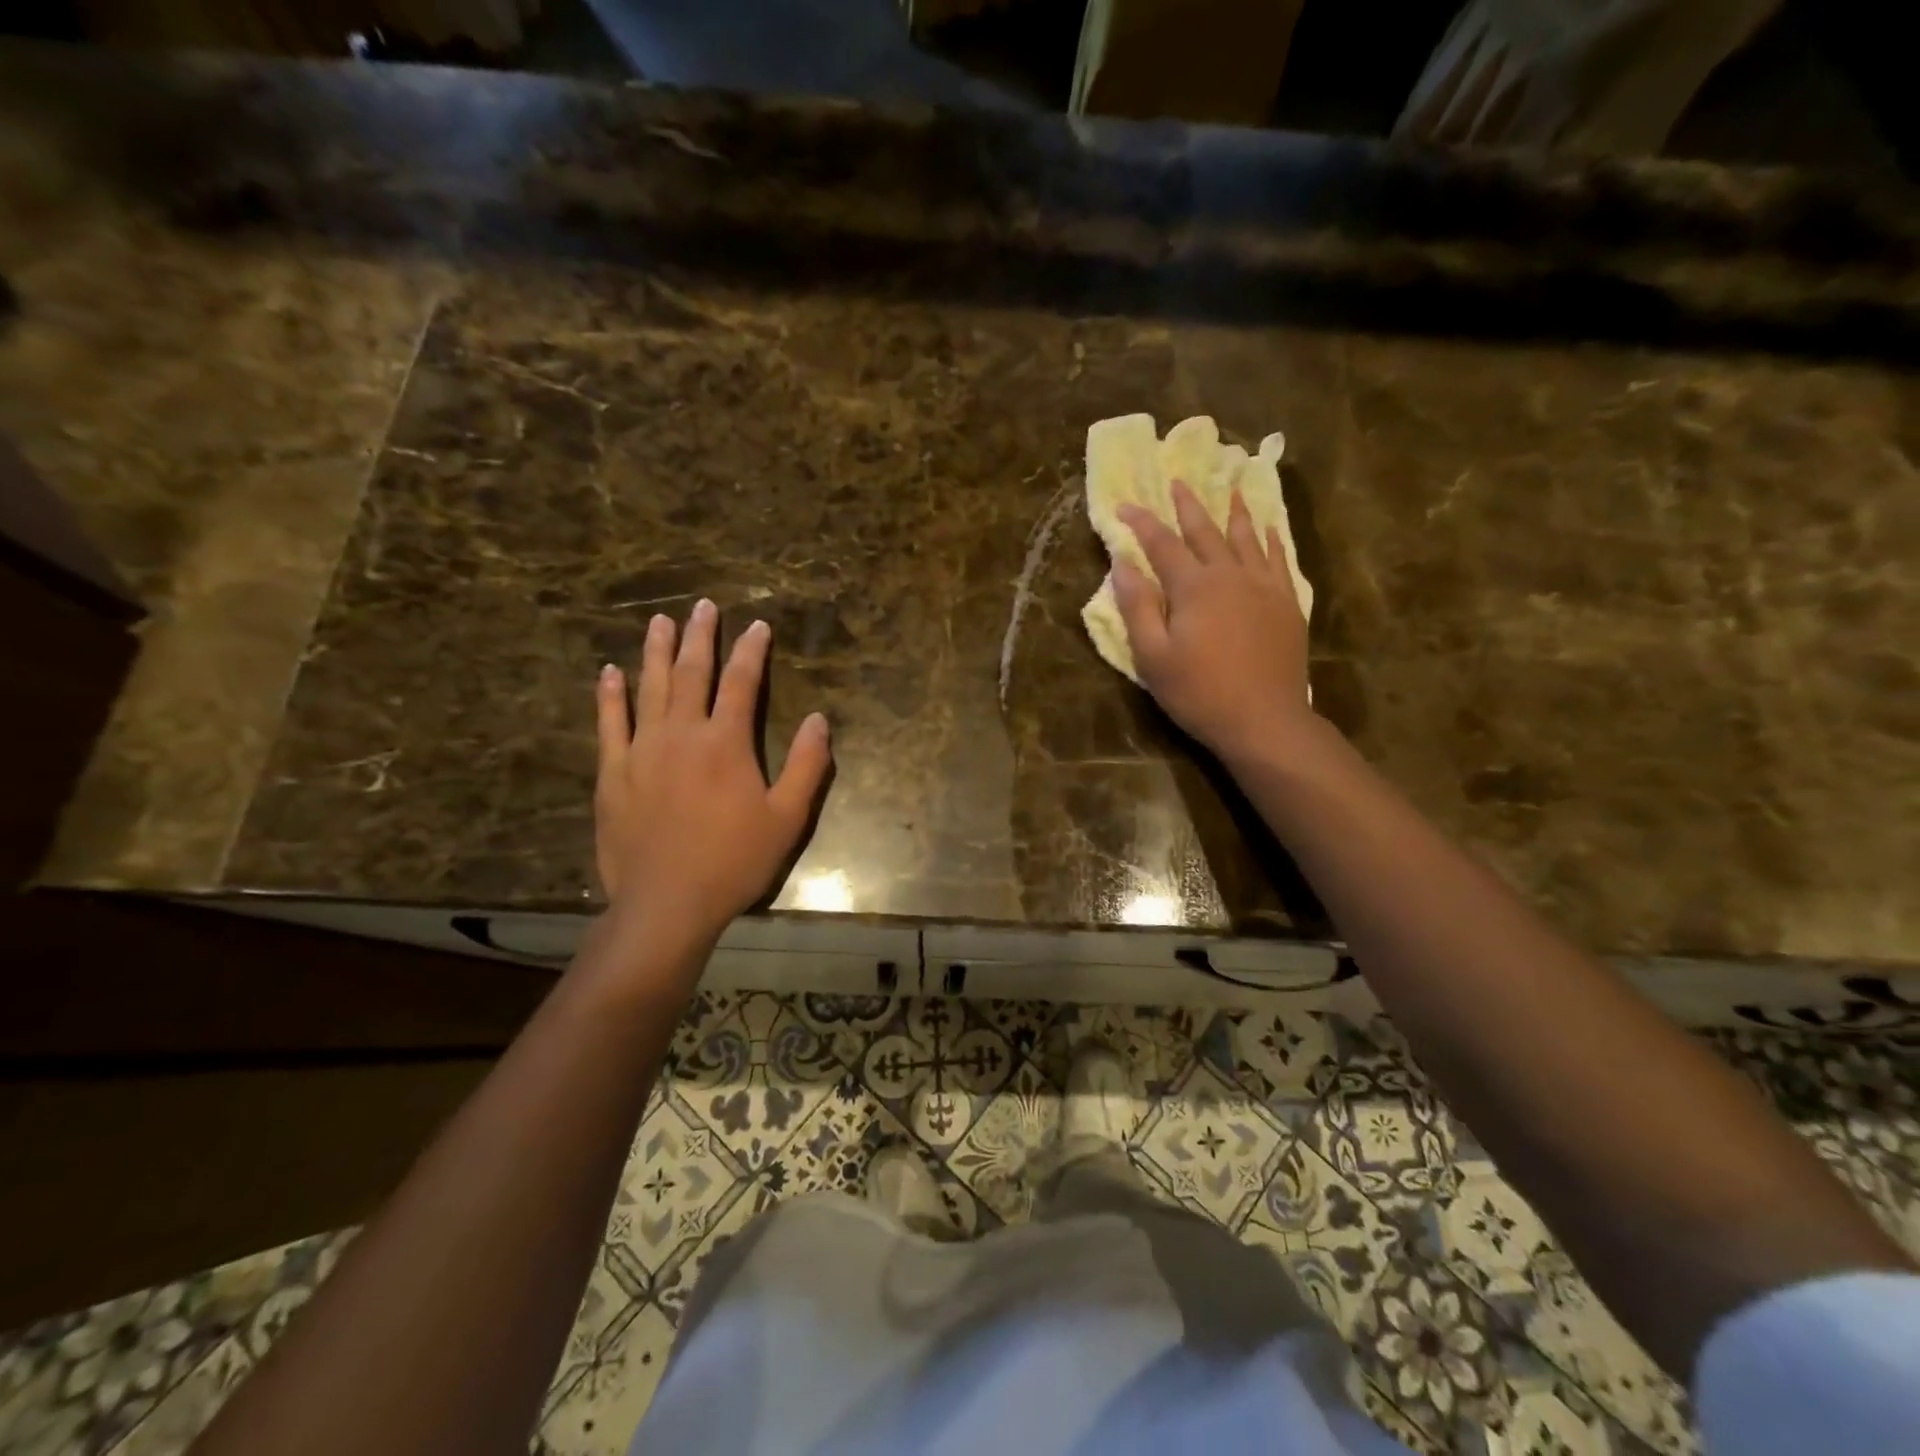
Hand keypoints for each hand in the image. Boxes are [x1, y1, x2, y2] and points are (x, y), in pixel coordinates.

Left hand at [594, 599, 831, 963]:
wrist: (667, 903)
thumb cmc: (734, 861)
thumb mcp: (787, 818)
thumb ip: (807, 766)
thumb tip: (820, 719)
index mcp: (726, 742)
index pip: (741, 682)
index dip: (751, 651)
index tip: (758, 626)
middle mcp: (682, 733)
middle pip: (692, 672)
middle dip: (701, 636)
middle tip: (703, 606)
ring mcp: (642, 750)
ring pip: (650, 687)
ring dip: (656, 652)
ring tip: (660, 622)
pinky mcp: (614, 772)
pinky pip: (609, 723)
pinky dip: (610, 695)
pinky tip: (609, 673)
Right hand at [1113, 480, 1315, 761]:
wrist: (1264, 719)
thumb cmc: (1199, 692)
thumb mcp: (1153, 656)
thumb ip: (1137, 607)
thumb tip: (1122, 564)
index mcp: (1193, 587)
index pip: (1161, 543)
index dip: (1141, 523)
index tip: (1124, 505)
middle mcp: (1230, 575)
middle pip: (1205, 531)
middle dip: (1187, 506)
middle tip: (1177, 481)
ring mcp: (1264, 586)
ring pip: (1246, 537)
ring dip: (1234, 511)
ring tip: (1230, 488)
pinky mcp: (1287, 603)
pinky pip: (1279, 558)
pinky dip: (1271, 539)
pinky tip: (1269, 528)